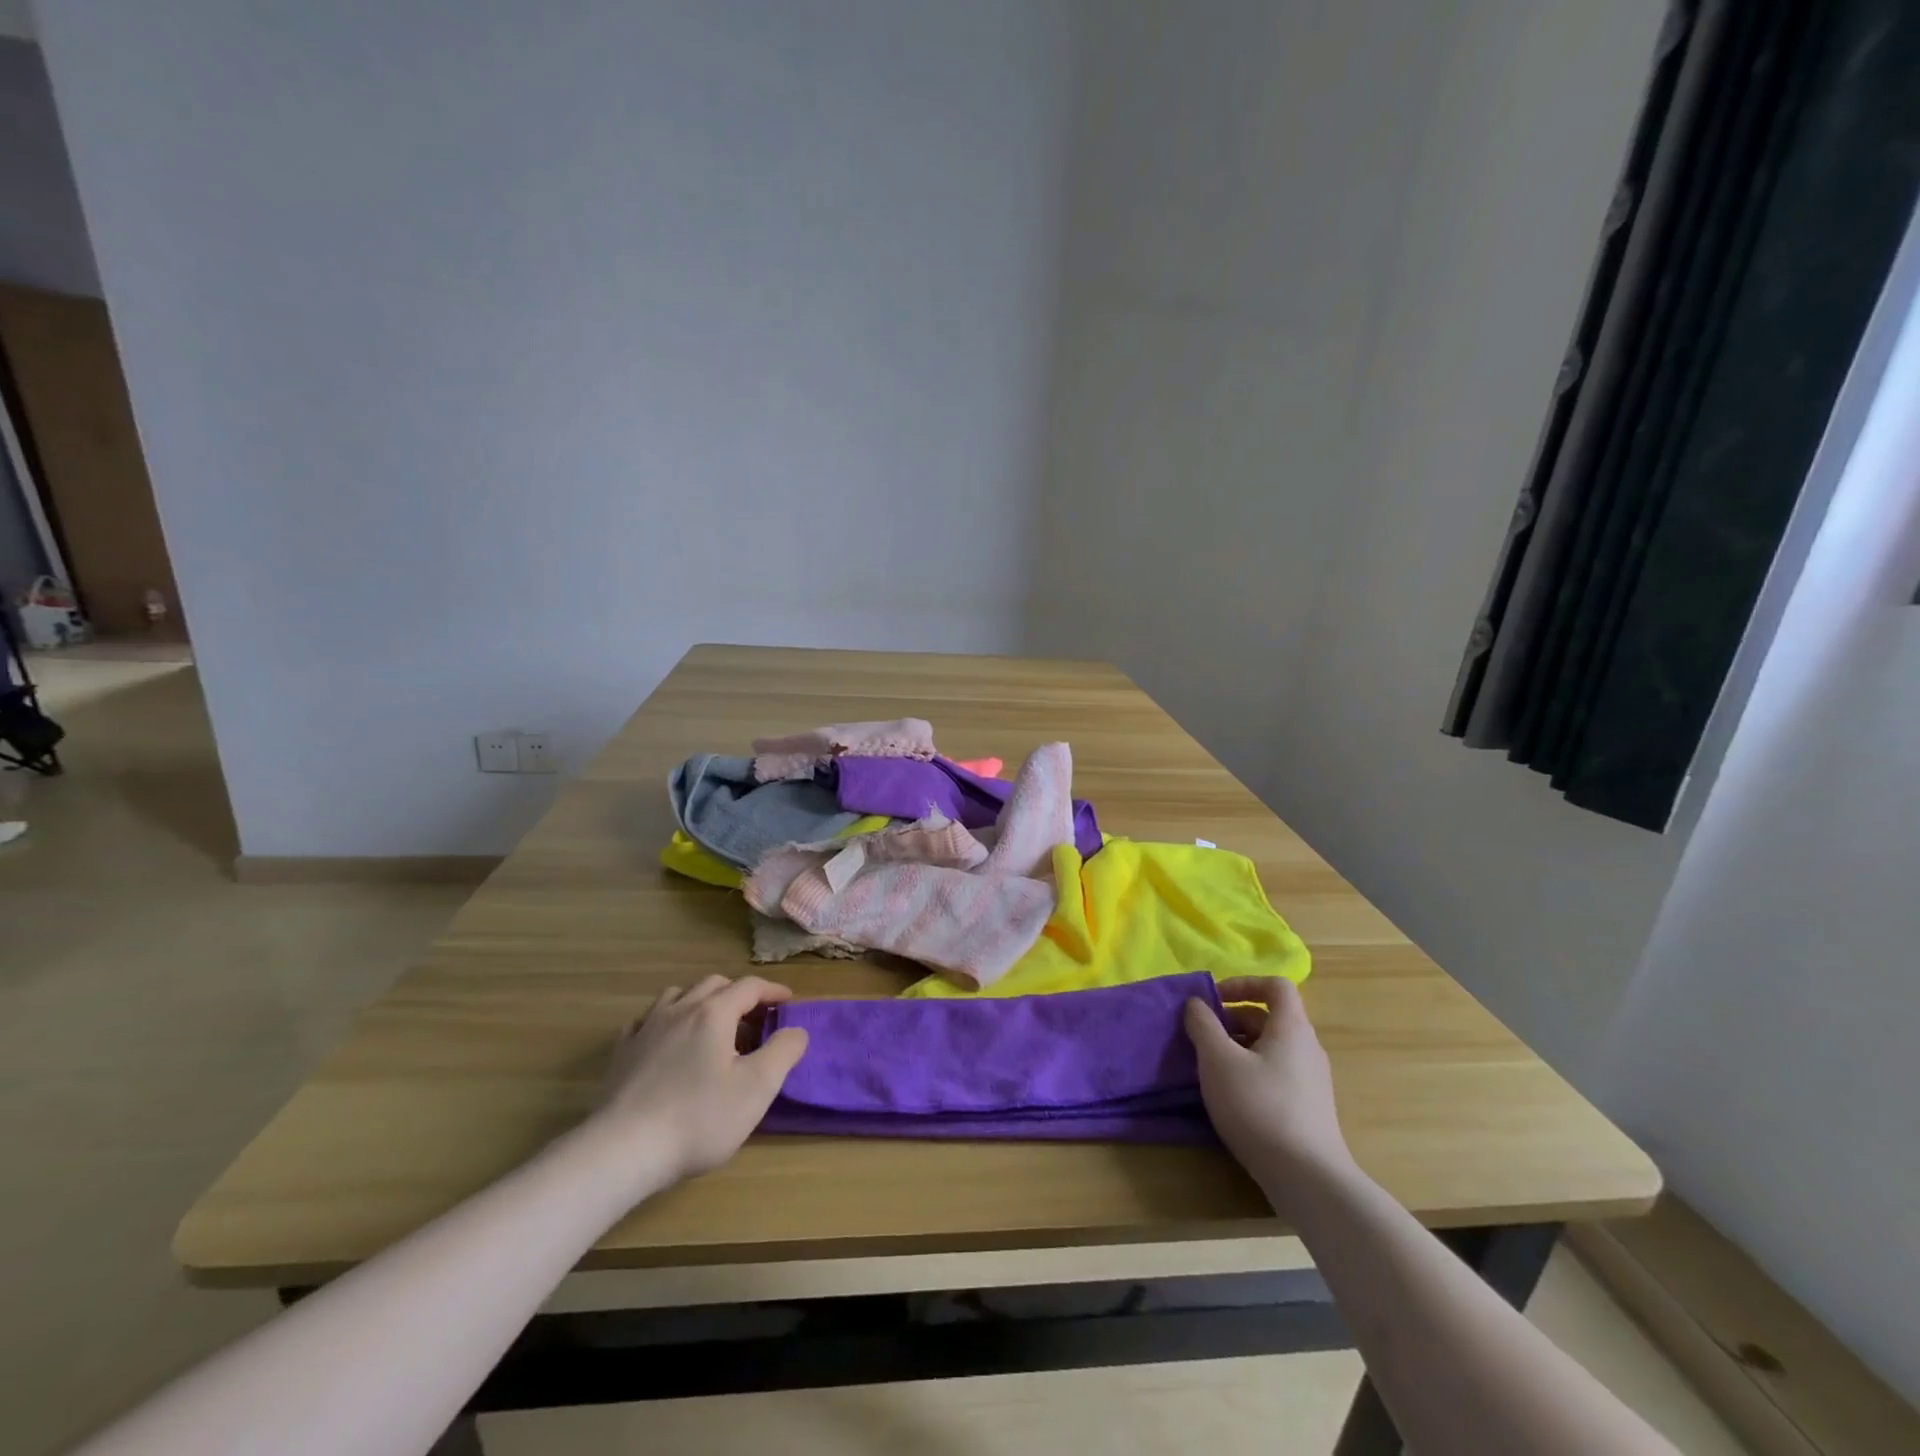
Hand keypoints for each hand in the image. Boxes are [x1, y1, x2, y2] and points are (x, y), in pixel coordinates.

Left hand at [593, 975, 808, 1192]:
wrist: (623, 1150)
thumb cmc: (698, 1117)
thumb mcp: (757, 1088)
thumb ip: (783, 1052)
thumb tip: (796, 1030)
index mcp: (714, 1013)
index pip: (750, 987)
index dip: (773, 991)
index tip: (788, 1002)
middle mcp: (680, 1009)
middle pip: (714, 984)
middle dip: (739, 994)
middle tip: (754, 1018)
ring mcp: (646, 1028)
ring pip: (678, 995)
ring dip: (701, 1001)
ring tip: (712, 1025)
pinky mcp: (622, 1053)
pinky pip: (646, 1020)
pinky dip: (665, 1021)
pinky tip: (667, 1040)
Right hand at [1185, 977, 1352, 1194]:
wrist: (1307, 1178)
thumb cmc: (1259, 1106)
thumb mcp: (1218, 1060)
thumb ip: (1203, 1025)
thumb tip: (1197, 1004)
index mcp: (1291, 1028)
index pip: (1276, 986)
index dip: (1243, 984)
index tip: (1214, 999)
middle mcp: (1307, 1048)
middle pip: (1269, 1017)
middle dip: (1232, 1020)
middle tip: (1202, 1037)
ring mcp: (1311, 1081)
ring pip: (1270, 1048)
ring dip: (1238, 1048)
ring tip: (1210, 1069)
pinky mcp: (1308, 1109)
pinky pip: (1276, 1074)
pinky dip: (1250, 1072)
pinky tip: (1230, 1097)